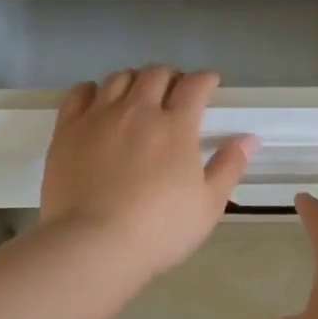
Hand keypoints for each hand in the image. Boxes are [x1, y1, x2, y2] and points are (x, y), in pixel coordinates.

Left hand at [39, 66, 255, 279]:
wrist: (93, 244)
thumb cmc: (159, 230)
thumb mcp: (208, 205)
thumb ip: (229, 167)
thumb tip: (249, 138)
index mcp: (176, 126)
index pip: (195, 85)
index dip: (205, 79)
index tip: (210, 83)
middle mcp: (138, 111)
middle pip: (156, 74)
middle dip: (171, 76)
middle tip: (175, 90)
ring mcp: (99, 117)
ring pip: (119, 78)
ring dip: (135, 80)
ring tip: (138, 94)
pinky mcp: (67, 130)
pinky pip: (79, 93)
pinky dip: (93, 90)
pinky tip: (98, 99)